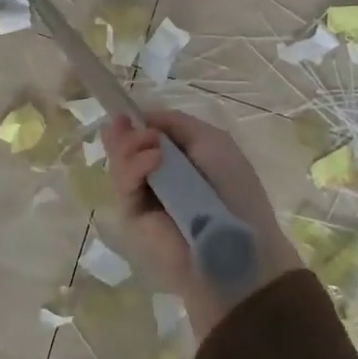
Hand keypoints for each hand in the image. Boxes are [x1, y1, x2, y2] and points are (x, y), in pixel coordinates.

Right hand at [102, 110, 300, 340]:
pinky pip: (124, 185)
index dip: (135, 122)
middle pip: (126, 146)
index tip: (127, 113)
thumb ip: (175, 123)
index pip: (146, 134)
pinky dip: (134, 166)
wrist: (238, 245)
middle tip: (125, 123)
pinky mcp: (132, 217)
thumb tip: (140, 118)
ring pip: (119, 163)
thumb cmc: (234, 188)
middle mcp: (158, 176)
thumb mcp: (211, 141)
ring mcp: (143, 197)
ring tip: (152, 148)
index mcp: (179, 158)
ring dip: (129, 146)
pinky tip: (152, 161)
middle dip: (125, 132)